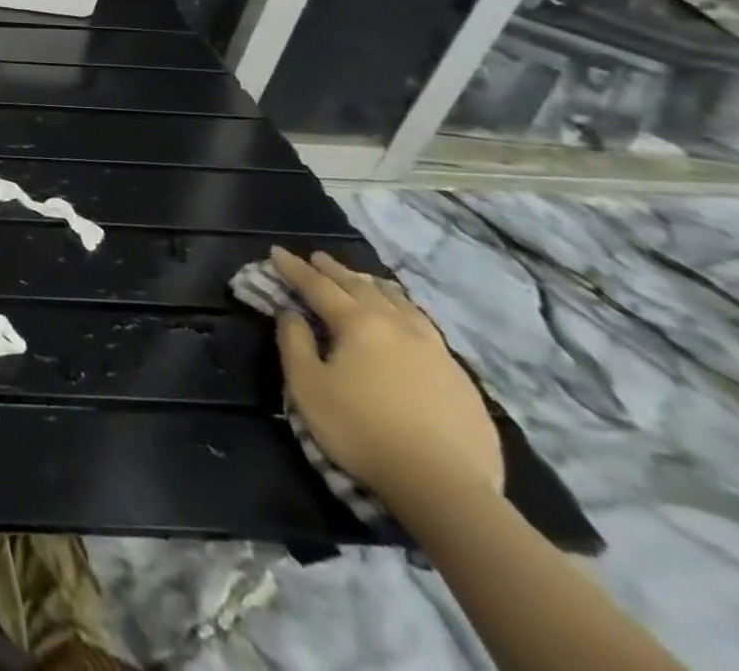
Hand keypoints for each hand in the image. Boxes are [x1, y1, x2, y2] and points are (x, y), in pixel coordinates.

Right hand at [271, 245, 502, 509]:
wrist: (446, 488)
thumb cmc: (362, 431)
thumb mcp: (308, 386)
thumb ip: (294, 343)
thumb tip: (291, 314)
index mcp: (358, 323)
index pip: (318, 286)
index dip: (294, 268)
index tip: (276, 251)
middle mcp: (398, 327)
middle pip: (362, 288)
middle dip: (335, 270)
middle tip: (318, 257)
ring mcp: (436, 352)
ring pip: (402, 305)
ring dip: (377, 287)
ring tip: (366, 280)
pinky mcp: (462, 380)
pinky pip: (428, 330)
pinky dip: (408, 313)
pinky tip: (409, 322)